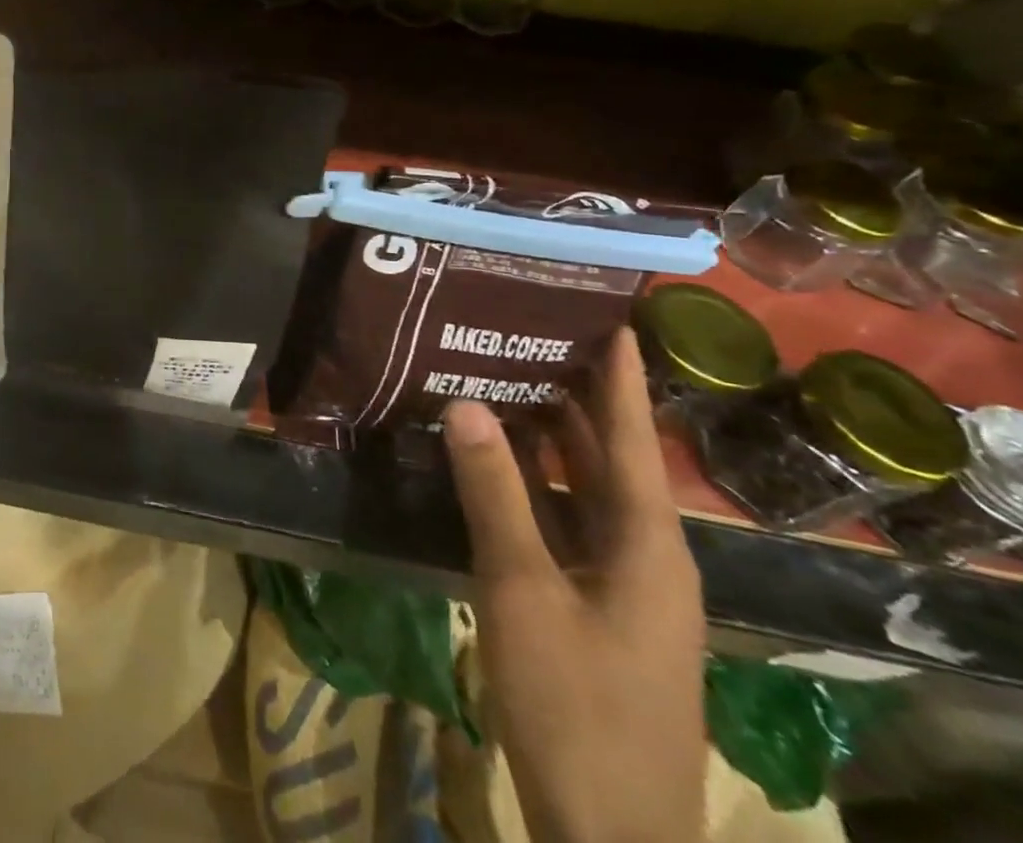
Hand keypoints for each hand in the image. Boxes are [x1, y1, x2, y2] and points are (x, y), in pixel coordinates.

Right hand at [444, 331, 706, 842]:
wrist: (608, 830)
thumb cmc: (574, 702)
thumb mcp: (524, 589)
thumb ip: (495, 494)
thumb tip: (467, 405)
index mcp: (648, 544)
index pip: (631, 439)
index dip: (621, 379)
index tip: (611, 322)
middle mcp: (646, 555)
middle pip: (611, 459)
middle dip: (578, 398)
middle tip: (532, 337)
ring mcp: (622, 585)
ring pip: (588, 492)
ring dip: (553, 441)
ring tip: (509, 381)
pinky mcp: (596, 606)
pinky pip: (568, 523)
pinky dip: (538, 485)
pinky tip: (500, 466)